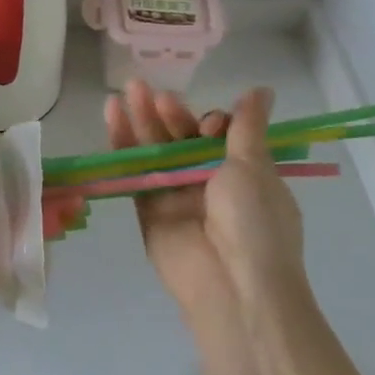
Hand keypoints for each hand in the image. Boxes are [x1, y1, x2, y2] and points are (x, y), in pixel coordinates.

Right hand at [105, 81, 306, 328]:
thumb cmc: (255, 223)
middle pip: (182, 140)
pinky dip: (123, 143)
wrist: (234, 286)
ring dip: (141, 119)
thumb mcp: (255, 167)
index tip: (209, 124)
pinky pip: (135, 172)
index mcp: (243, 175)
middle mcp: (209, 184)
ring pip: (155, 151)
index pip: (218, 136)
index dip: (209, 123)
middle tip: (147, 88)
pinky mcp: (148, 210)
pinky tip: (112, 113)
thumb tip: (262, 90)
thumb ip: (247, 127)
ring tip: (127, 88)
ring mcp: (176, 197)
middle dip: (167, 114)